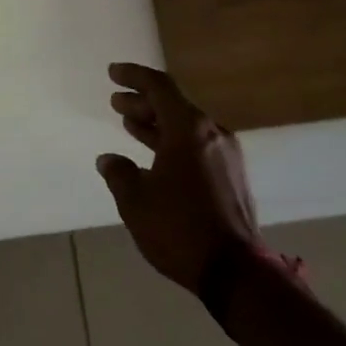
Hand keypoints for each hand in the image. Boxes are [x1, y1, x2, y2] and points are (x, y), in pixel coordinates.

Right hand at [97, 62, 259, 296]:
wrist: (235, 272)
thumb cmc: (179, 228)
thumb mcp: (136, 201)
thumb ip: (120, 173)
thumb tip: (109, 160)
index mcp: (189, 130)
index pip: (159, 87)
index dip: (134, 77)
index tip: (113, 73)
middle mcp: (212, 135)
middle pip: (174, 106)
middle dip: (142, 102)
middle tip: (116, 103)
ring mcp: (227, 157)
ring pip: (185, 127)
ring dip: (156, 124)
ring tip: (129, 124)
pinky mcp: (232, 178)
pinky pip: (197, 146)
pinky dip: (172, 143)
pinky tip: (155, 156)